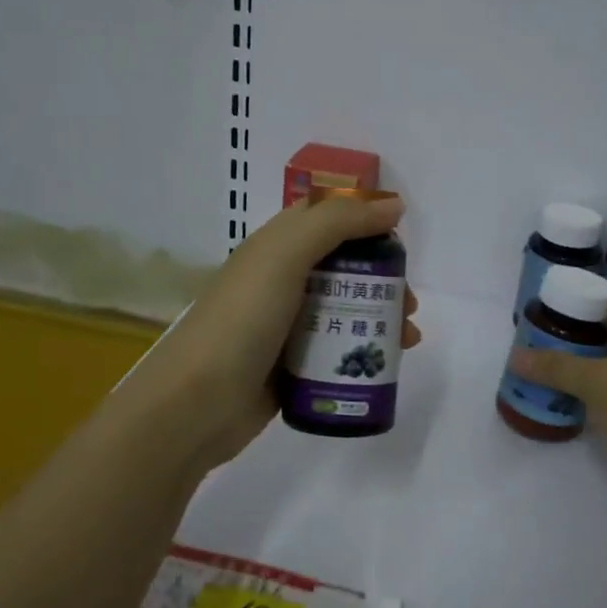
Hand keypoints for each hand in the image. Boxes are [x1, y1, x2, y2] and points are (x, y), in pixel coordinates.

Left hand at [131, 196, 420, 472]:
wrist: (197, 403)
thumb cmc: (243, 319)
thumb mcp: (286, 255)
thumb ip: (339, 222)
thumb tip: (394, 204)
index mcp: (275, 247)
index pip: (325, 218)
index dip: (363, 221)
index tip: (399, 241)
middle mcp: (280, 280)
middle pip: (342, 268)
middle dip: (382, 279)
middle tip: (408, 303)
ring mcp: (286, 326)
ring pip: (344, 310)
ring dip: (380, 317)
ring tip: (408, 338)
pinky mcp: (292, 365)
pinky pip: (335, 349)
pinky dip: (363, 350)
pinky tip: (387, 364)